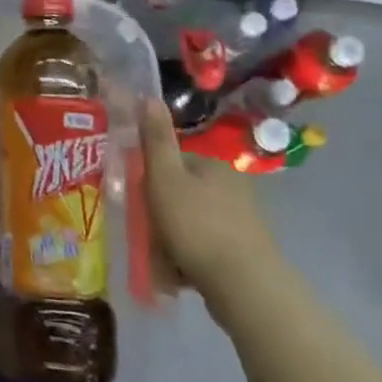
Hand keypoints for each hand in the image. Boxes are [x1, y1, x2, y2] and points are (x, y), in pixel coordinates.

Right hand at [141, 97, 279, 298]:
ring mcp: (242, 220)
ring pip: (192, 220)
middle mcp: (232, 186)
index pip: (172, 161)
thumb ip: (155, 139)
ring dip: (173, 236)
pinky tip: (179, 272)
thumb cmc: (196, 225)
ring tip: (161, 256)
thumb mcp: (165, 177)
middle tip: (145, 230)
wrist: (244, 286)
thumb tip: (148, 95)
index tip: (137, 197)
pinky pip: (205, 245)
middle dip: (161, 210)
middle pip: (181, 191)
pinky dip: (190, 255)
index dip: (150, 177)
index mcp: (213, 165)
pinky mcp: (245, 251)